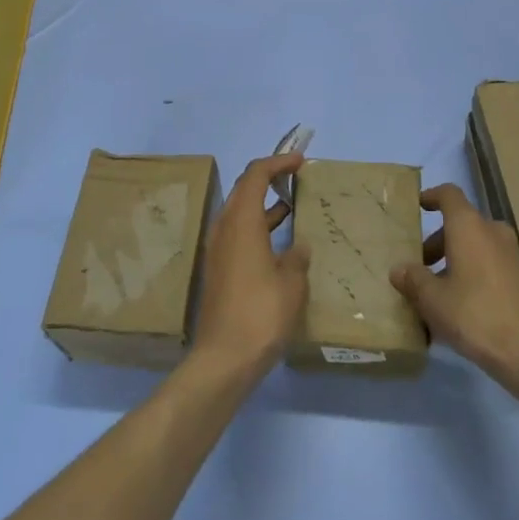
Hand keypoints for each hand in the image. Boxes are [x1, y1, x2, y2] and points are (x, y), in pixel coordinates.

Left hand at [190, 154, 309, 381]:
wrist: (224, 358)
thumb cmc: (261, 314)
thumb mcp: (292, 283)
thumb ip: (297, 257)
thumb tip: (298, 246)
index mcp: (242, 221)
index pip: (256, 175)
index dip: (278, 162)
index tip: (300, 161)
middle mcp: (224, 228)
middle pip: (243, 189)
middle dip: (269, 178)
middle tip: (296, 177)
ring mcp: (217, 249)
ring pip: (240, 212)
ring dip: (263, 204)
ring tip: (292, 206)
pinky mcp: (218, 269)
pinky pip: (238, 233)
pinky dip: (258, 227)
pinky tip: (280, 243)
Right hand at [390, 183, 518, 391]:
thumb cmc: (475, 314)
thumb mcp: (433, 300)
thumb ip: (413, 280)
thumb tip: (399, 269)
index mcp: (469, 227)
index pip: (449, 194)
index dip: (431, 196)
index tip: (417, 206)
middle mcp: (492, 232)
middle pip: (461, 224)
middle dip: (437, 241)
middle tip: (419, 265)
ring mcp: (511, 255)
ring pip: (475, 245)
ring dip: (453, 260)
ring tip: (434, 291)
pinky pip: (489, 264)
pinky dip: (471, 274)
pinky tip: (458, 307)